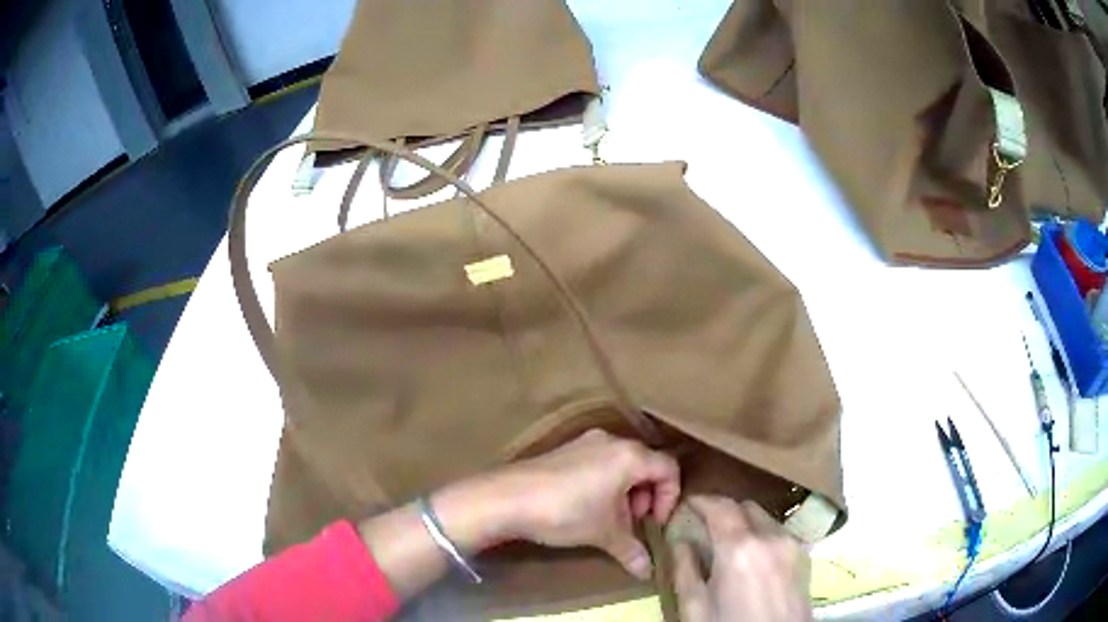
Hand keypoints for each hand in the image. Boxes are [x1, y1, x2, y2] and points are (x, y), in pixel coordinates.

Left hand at [448, 429, 679, 578]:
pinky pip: (598, 462)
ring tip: (609, 519)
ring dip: (624, 492)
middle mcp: (611, 441)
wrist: (507, 498)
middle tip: (632, 522)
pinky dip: (604, 484)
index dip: (670, 497)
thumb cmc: (566, 512)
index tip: (653, 522)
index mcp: (629, 455)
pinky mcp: (564, 449)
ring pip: (621, 464)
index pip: (668, 469)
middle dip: (645, 496)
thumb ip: (631, 550)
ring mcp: (585, 442)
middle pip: (646, 464)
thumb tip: (647, 572)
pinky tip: (586, 508)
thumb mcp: (604, 533)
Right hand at [672, 496, 811, 621]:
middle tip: (705, 527)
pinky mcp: (805, 558)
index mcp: (740, 548)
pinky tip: (752, 559)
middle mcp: (771, 537)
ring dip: (745, 523)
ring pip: (766, 519)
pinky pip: (780, 534)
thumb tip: (681, 541)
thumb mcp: (695, 607)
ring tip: (729, 546)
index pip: (721, 506)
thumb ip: (685, 569)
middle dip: (725, 511)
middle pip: (746, 507)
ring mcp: (793, 546)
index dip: (702, 501)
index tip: (688, 504)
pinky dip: (763, 535)